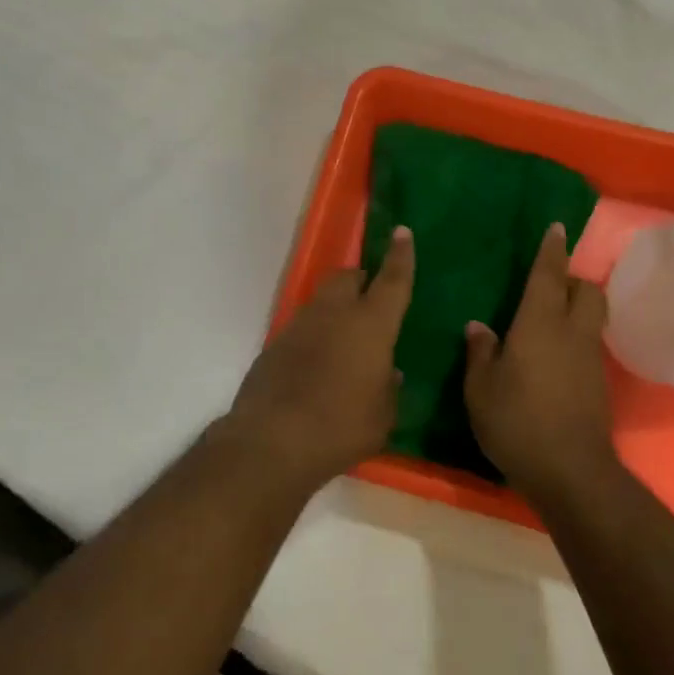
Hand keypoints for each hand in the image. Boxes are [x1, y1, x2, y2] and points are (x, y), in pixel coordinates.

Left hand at [224, 225, 414, 492]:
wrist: (272, 442)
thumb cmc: (341, 427)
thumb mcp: (383, 416)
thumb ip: (389, 388)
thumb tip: (389, 372)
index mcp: (371, 325)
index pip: (392, 280)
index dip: (400, 255)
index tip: (402, 232)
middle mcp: (334, 314)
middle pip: (347, 277)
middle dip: (361, 280)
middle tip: (370, 299)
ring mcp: (300, 326)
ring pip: (322, 300)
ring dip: (336, 308)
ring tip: (345, 339)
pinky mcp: (275, 345)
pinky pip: (303, 328)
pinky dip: (315, 335)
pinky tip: (317, 365)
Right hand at [463, 222, 616, 501]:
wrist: (571, 471)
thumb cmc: (517, 422)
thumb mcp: (481, 389)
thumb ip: (480, 353)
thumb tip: (479, 327)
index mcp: (540, 324)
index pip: (549, 275)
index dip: (551, 250)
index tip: (556, 228)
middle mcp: (572, 332)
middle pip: (587, 290)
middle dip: (573, 280)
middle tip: (549, 286)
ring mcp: (590, 358)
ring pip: (592, 317)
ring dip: (577, 308)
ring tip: (550, 319)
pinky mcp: (599, 383)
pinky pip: (590, 344)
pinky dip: (577, 337)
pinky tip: (555, 357)